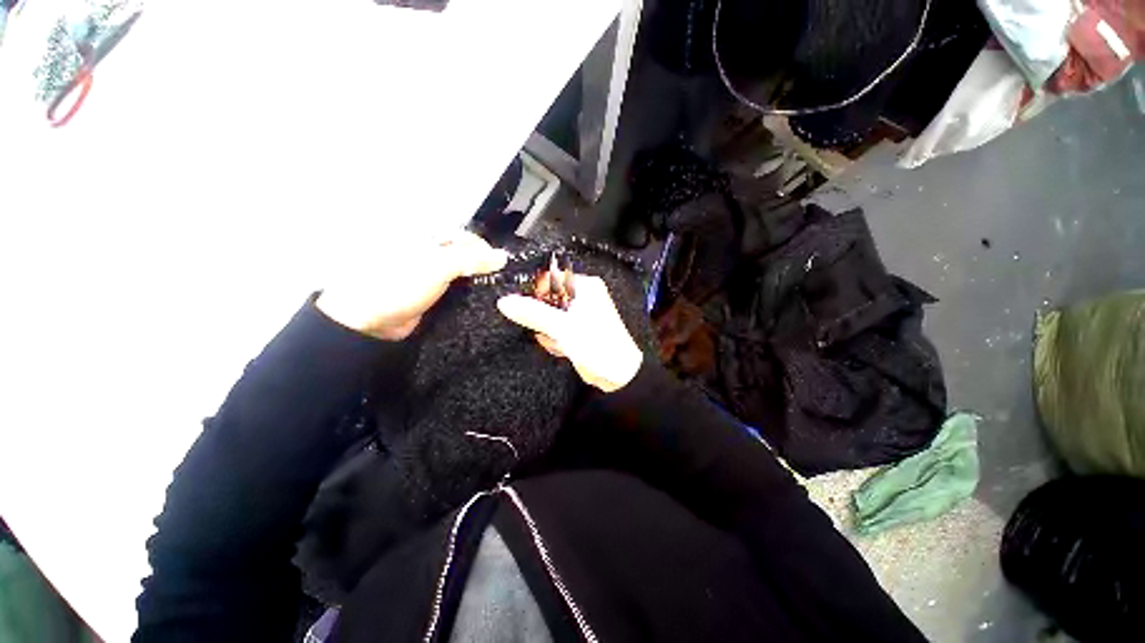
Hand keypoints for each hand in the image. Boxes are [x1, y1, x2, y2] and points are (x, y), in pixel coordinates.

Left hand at [317, 230, 507, 339]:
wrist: (371, 321)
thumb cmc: (398, 285)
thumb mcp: (438, 266)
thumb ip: (471, 260)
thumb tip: (502, 256)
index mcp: (426, 236)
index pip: (463, 235)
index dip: (482, 247)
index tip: (497, 262)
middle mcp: (429, 251)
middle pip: (465, 253)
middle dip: (482, 263)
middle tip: (496, 276)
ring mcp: (431, 273)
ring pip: (463, 271)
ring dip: (477, 278)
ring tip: (492, 287)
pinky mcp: (433, 292)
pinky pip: (458, 287)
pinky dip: (470, 291)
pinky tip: (480, 296)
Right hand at [497, 274, 642, 392]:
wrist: (618, 374)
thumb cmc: (597, 345)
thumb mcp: (561, 327)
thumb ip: (533, 313)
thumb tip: (505, 302)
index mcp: (585, 286)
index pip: (550, 278)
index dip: (536, 293)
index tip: (530, 310)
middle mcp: (584, 296)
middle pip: (548, 299)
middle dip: (544, 319)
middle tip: (550, 330)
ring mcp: (581, 313)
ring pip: (550, 316)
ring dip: (549, 331)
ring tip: (560, 342)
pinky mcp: (578, 329)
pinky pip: (556, 328)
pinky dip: (556, 339)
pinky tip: (564, 348)